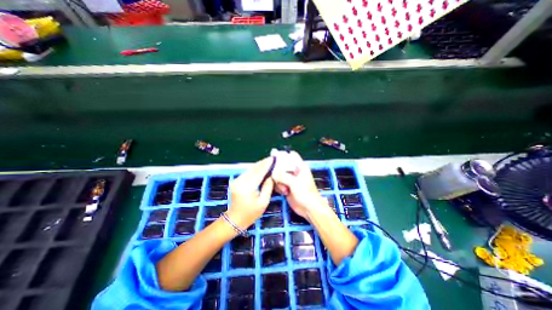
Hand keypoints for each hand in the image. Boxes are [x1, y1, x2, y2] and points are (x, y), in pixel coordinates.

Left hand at [226, 158, 273, 228]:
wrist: (234, 220)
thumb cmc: (250, 214)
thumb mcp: (263, 202)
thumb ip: (268, 187)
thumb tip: (271, 176)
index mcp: (247, 187)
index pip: (259, 172)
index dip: (266, 165)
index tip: (273, 159)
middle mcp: (240, 181)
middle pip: (253, 169)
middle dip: (263, 163)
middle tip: (272, 158)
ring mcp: (237, 180)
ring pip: (250, 169)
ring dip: (259, 165)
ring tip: (268, 161)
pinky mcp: (236, 181)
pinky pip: (247, 173)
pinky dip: (254, 169)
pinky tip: (260, 167)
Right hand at [271, 151, 325, 220]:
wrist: (309, 209)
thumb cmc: (306, 193)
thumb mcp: (294, 183)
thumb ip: (283, 176)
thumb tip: (273, 173)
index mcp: (300, 167)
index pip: (291, 155)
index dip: (283, 154)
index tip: (274, 155)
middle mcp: (294, 171)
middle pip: (282, 165)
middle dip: (278, 171)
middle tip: (277, 177)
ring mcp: (290, 179)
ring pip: (279, 175)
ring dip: (278, 181)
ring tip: (284, 189)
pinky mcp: (287, 187)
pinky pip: (278, 183)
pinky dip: (279, 186)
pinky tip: (283, 192)